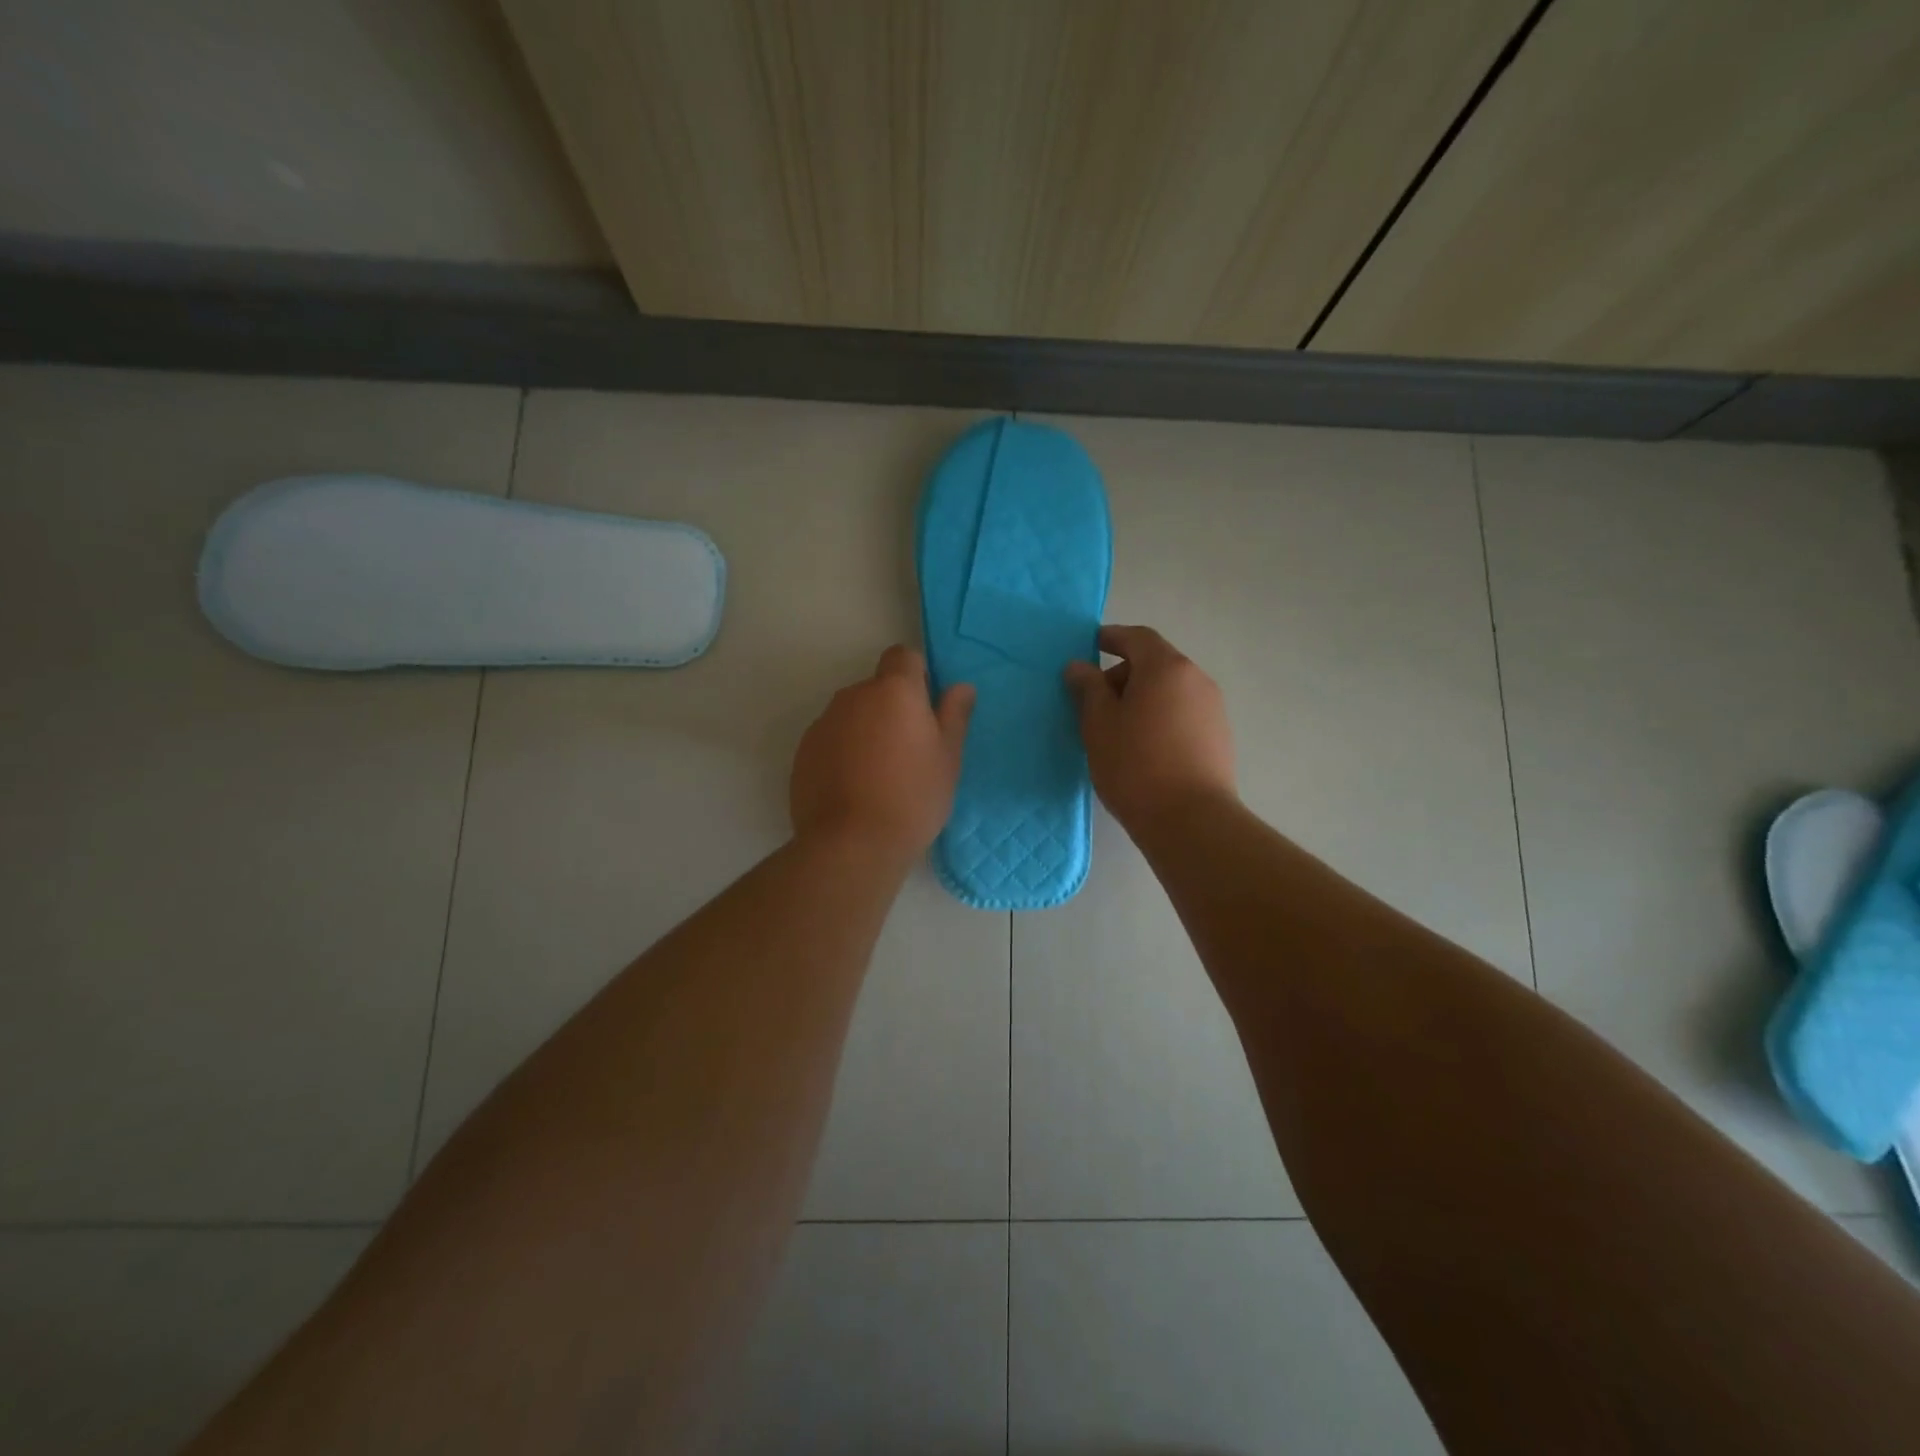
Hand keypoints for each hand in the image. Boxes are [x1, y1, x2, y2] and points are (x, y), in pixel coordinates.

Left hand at [791, 645, 974, 861]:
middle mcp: (853, 696)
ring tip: (879, 776)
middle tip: (909, 752)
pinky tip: (854, 789)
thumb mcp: (948, 758)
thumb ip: (954, 715)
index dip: (916, 675)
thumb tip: (961, 686)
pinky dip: (842, 754)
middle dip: (891, 709)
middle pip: (876, 689)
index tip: (926, 709)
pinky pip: (831, 741)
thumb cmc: (913, 796)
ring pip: (852, 716)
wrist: (852, 844)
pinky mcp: (803, 752)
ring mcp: (823, 724)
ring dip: (865, 732)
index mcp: (893, 690)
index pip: (902, 655)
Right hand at [1064, 625, 1236, 831]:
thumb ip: (1088, 688)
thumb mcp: (1099, 724)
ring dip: (1142, 699)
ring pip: (1169, 691)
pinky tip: (1143, 748)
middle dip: (1123, 674)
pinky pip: (1182, 714)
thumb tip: (1079, 666)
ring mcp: (1213, 709)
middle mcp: (1196, 679)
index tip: (1089, 646)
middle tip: (1094, 702)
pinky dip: (1160, 718)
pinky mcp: (1219, 738)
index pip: (1137, 637)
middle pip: (1155, 663)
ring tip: (1117, 730)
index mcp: (1166, 668)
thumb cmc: (1135, 765)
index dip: (1111, 638)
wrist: (1191, 821)